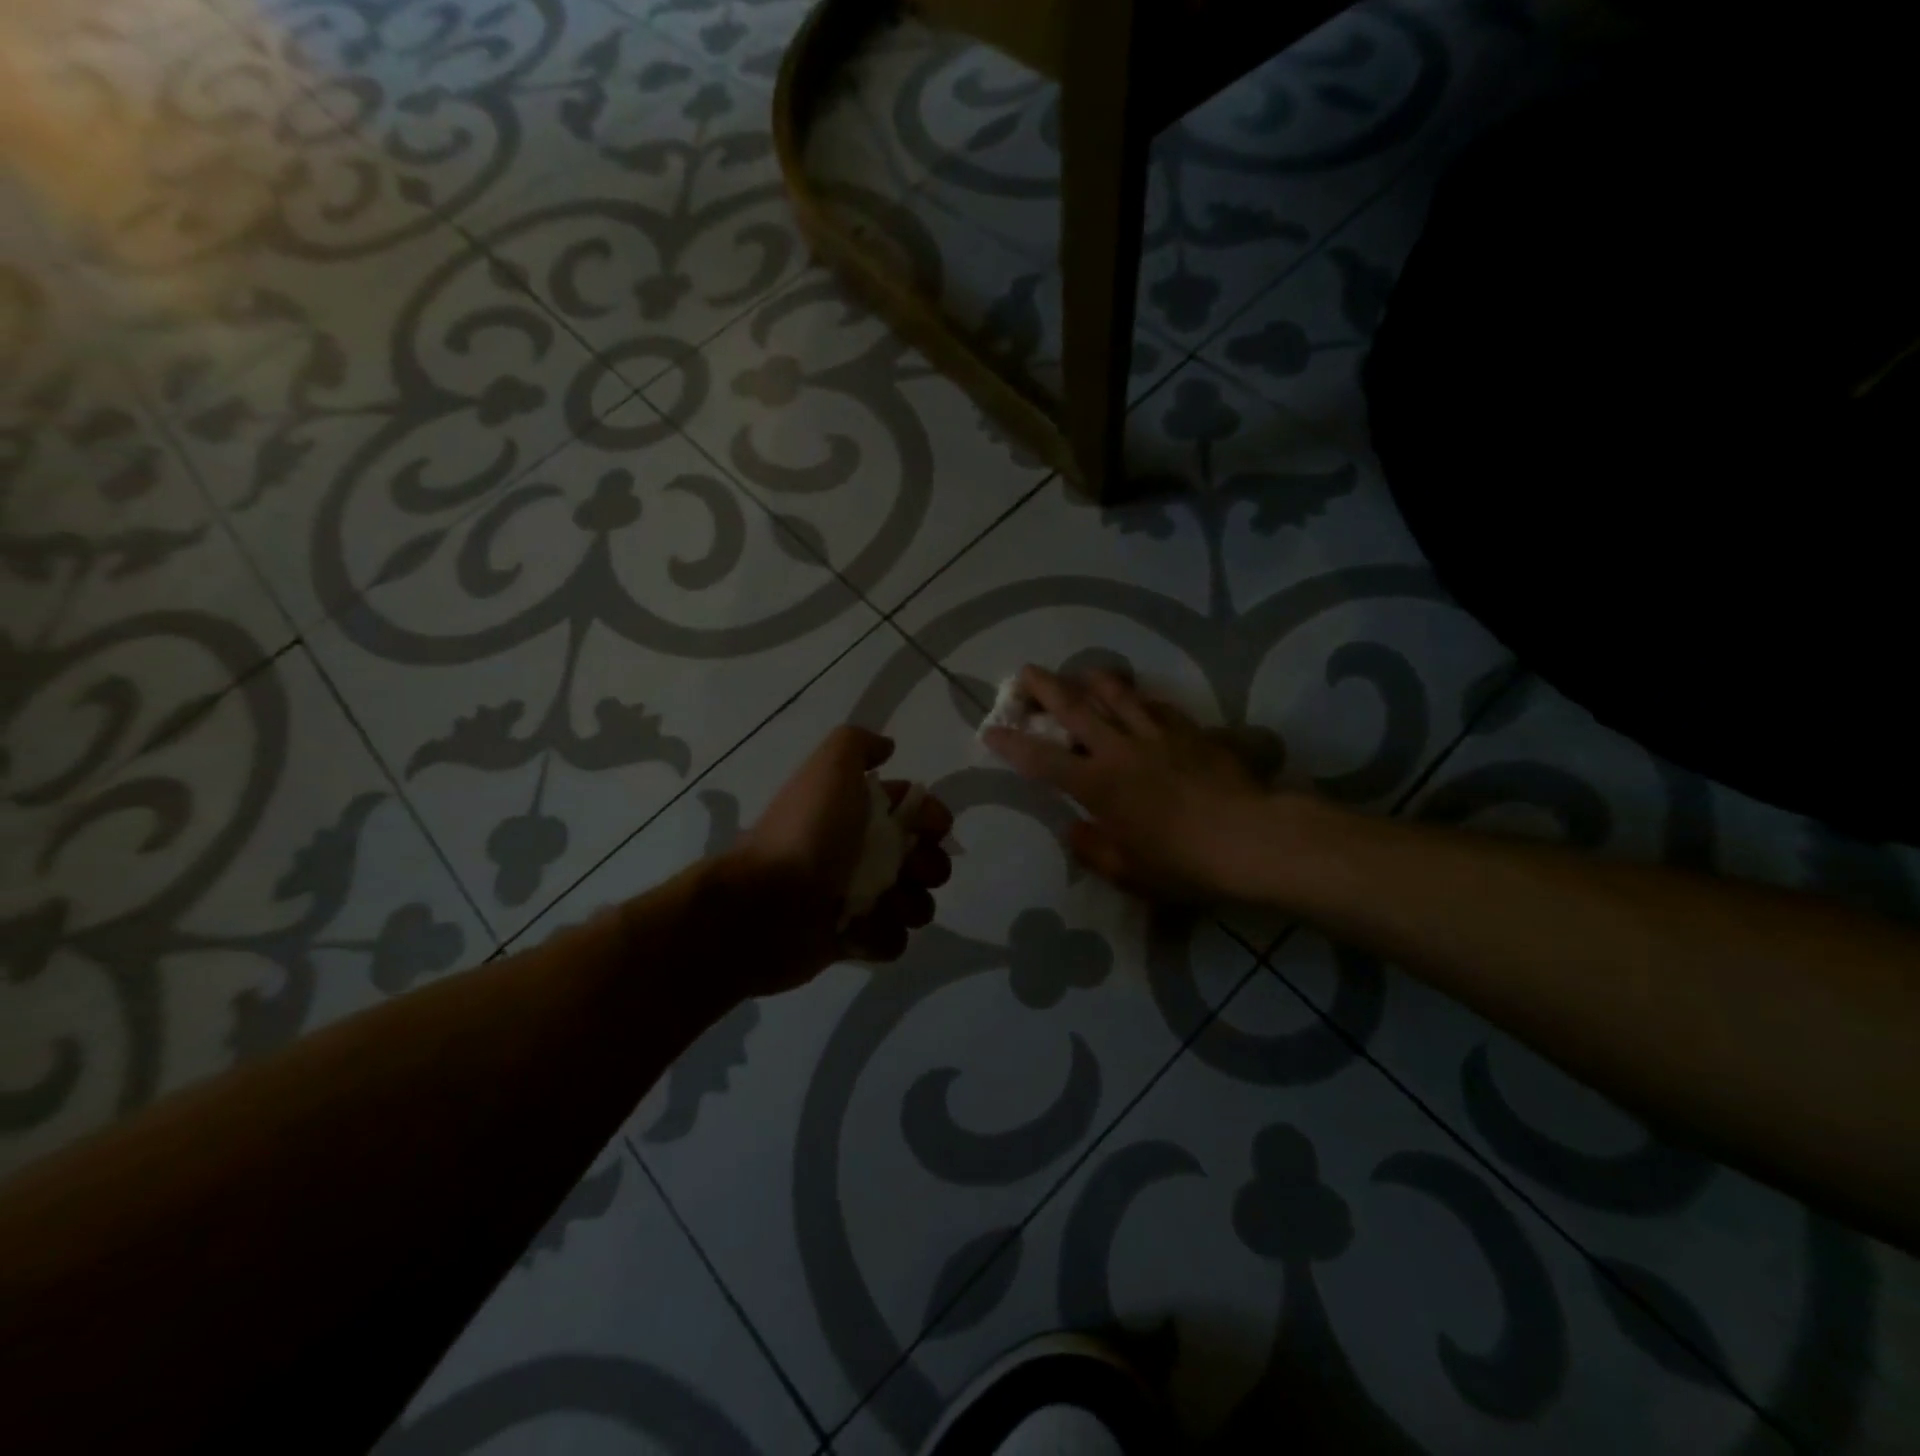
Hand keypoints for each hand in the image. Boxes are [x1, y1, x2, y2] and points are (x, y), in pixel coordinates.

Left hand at [726, 725, 952, 991]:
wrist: (763, 903)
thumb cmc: (806, 833)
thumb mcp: (830, 768)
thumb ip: (859, 744)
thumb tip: (888, 748)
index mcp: (859, 814)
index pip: (917, 813)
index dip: (933, 819)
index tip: (932, 828)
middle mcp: (862, 854)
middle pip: (926, 861)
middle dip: (929, 867)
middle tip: (909, 870)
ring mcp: (858, 899)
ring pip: (916, 903)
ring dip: (909, 905)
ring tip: (882, 905)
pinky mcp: (852, 940)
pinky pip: (891, 941)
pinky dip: (879, 937)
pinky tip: (855, 931)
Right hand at [982, 665, 1279, 903]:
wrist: (1251, 839)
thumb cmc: (1184, 864)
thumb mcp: (1129, 872)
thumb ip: (1093, 849)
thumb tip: (1074, 829)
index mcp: (1098, 786)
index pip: (1043, 759)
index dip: (1012, 744)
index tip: (990, 730)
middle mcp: (1120, 750)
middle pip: (1075, 707)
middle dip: (1044, 687)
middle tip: (1024, 673)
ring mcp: (1157, 735)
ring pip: (1117, 693)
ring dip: (1091, 680)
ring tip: (1080, 674)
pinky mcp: (1190, 731)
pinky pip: (1157, 706)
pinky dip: (1139, 700)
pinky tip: (1139, 702)